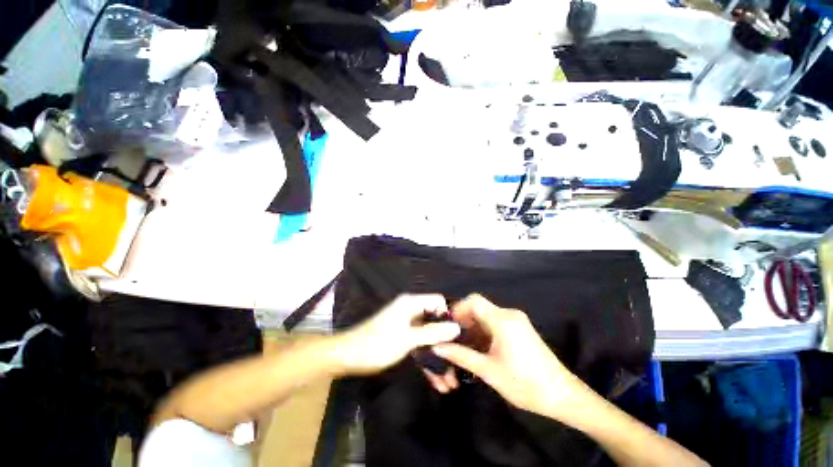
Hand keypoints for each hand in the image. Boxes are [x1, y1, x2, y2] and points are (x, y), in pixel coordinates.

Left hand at [336, 294, 460, 375]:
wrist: (347, 356)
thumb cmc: (378, 343)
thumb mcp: (407, 339)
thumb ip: (432, 333)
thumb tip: (457, 327)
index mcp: (411, 303)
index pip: (438, 301)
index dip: (448, 315)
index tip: (458, 335)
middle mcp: (411, 311)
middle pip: (435, 322)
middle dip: (446, 343)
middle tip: (457, 365)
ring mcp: (407, 326)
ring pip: (428, 337)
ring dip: (438, 357)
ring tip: (450, 383)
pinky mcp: (403, 339)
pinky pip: (419, 346)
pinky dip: (427, 361)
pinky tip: (437, 381)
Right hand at [432, 294, 587, 420]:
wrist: (562, 396)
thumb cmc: (524, 384)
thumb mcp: (489, 370)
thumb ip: (461, 355)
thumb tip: (438, 347)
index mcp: (502, 320)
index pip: (474, 301)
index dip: (457, 308)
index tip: (447, 325)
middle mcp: (509, 314)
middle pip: (479, 308)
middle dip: (463, 321)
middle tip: (452, 338)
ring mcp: (516, 321)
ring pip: (486, 316)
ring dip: (473, 328)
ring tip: (462, 346)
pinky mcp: (520, 329)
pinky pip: (495, 323)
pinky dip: (484, 332)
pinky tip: (479, 348)